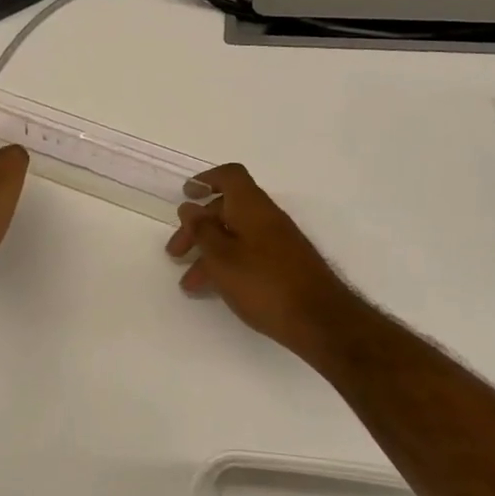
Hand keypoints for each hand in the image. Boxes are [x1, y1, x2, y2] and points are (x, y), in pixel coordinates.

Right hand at [166, 163, 362, 357]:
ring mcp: (278, 241)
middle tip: (175, 253)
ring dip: (209, 253)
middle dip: (198, 227)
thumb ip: (202, 230)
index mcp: (252, 206)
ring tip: (189, 285)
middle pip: (228, 209)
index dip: (207, 179)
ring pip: (236, 235)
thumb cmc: (264, 284)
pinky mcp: (285, 264)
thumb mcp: (221, 258)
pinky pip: (248, 253)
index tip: (187, 194)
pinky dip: (228, 265)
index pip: (230, 176)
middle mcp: (267, 217)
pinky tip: (216, 289)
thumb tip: (190, 207)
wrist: (319, 319)